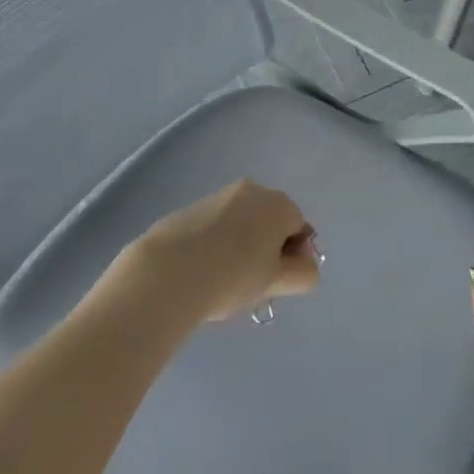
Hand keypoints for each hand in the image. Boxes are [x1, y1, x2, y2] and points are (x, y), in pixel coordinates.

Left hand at [122, 180, 320, 321]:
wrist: (167, 272)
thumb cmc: (232, 276)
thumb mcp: (276, 282)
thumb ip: (303, 274)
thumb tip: (306, 266)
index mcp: (279, 203)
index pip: (300, 229)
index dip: (294, 258)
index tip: (276, 283)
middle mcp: (253, 190)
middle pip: (271, 222)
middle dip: (267, 250)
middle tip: (252, 283)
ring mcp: (219, 196)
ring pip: (242, 223)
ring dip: (241, 247)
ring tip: (223, 280)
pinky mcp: (190, 208)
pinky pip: (215, 226)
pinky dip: (215, 244)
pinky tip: (201, 271)